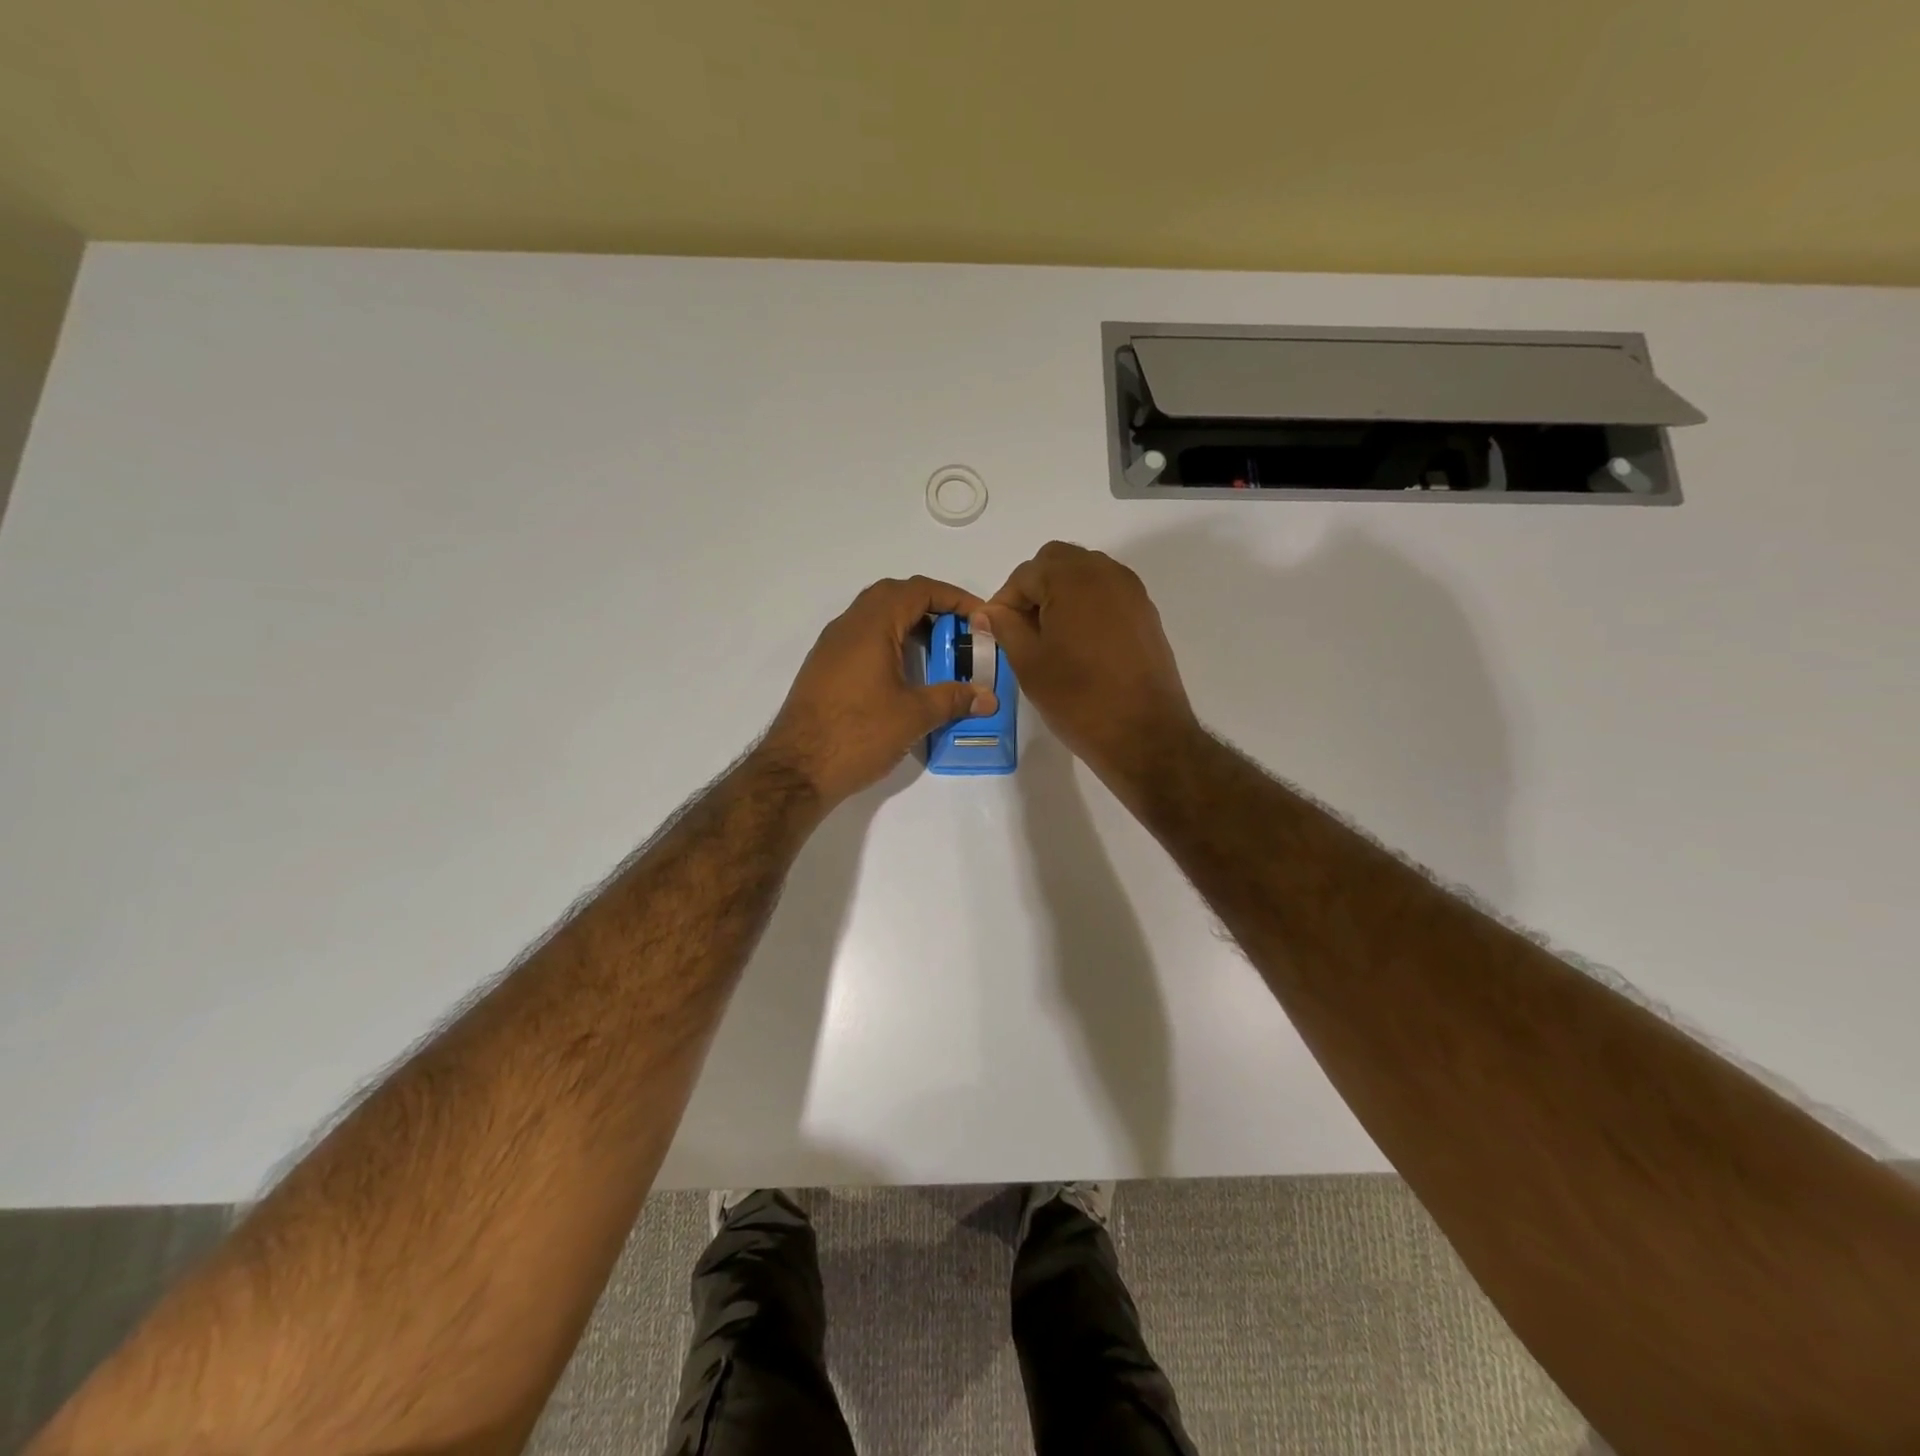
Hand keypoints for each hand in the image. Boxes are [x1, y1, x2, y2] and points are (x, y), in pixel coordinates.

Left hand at [760, 576, 997, 808]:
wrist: (797, 769)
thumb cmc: (858, 734)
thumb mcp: (914, 716)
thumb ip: (953, 699)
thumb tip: (988, 698)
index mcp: (871, 626)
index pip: (917, 591)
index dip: (954, 597)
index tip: (979, 617)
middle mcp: (847, 626)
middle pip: (893, 596)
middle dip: (930, 606)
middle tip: (957, 631)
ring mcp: (831, 647)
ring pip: (874, 617)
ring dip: (907, 625)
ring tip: (936, 653)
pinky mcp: (824, 669)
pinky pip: (861, 639)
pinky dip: (888, 643)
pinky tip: (903, 675)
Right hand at [984, 542, 1197, 789]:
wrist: (1144, 734)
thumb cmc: (1078, 698)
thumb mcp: (1029, 663)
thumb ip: (1004, 627)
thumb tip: (987, 612)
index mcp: (1072, 579)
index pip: (1025, 574)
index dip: (1004, 601)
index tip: (995, 632)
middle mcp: (1106, 573)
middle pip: (1057, 562)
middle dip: (1034, 588)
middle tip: (1022, 629)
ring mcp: (1131, 592)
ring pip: (1084, 574)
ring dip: (1061, 594)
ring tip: (1049, 638)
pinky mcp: (1146, 613)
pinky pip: (1107, 593)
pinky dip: (1086, 606)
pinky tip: (1078, 644)